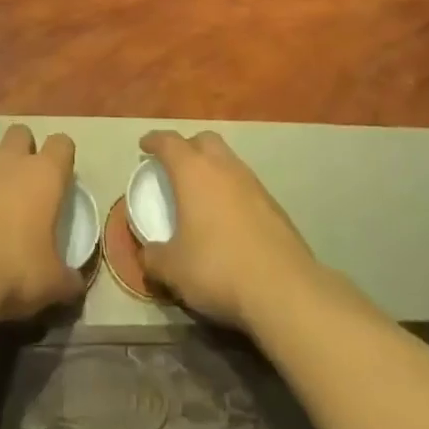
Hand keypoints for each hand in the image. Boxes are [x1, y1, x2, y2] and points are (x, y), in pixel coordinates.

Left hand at [0, 124, 84, 322]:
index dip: (62, 157)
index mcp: (42, 175)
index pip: (61, 144)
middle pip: (20, 134)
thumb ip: (67, 278)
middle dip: (23, 150)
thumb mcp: (52, 283)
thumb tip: (75, 284)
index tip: (61, 179)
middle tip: (25, 183)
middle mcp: (7, 161)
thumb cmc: (15, 270)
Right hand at [138, 130, 316, 332]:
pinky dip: (232, 191)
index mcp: (192, 171)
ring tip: (202, 193)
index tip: (145, 145)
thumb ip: (154, 258)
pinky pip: (245, 185)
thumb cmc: (217, 268)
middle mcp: (223, 167)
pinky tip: (229, 218)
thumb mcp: (173, 269)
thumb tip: (148, 254)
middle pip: (203, 140)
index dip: (154, 140)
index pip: (169, 142)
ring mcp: (253, 183)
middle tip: (175, 166)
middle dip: (187, 147)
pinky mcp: (274, 204)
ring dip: (212, 168)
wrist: (284, 289)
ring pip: (228, 160)